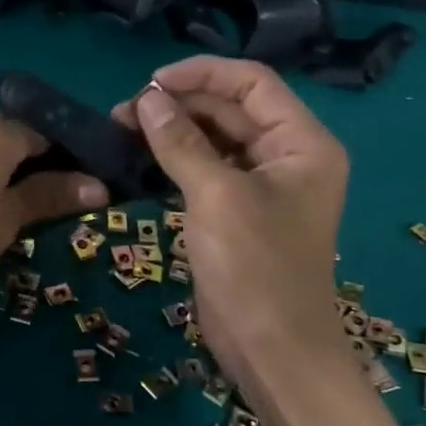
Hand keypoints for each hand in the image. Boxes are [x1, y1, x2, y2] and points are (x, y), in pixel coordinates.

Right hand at [113, 58, 347, 388]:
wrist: (272, 352)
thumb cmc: (255, 268)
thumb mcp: (216, 197)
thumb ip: (181, 142)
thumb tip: (146, 98)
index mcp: (302, 143)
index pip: (252, 83)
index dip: (203, 73)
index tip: (151, 81)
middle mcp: (287, 155)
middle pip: (231, 109)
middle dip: (180, 104)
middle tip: (125, 111)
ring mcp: (262, 184)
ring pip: (214, 138)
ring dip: (173, 130)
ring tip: (124, 129)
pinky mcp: (237, 209)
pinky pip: (206, 168)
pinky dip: (175, 159)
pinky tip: (140, 157)